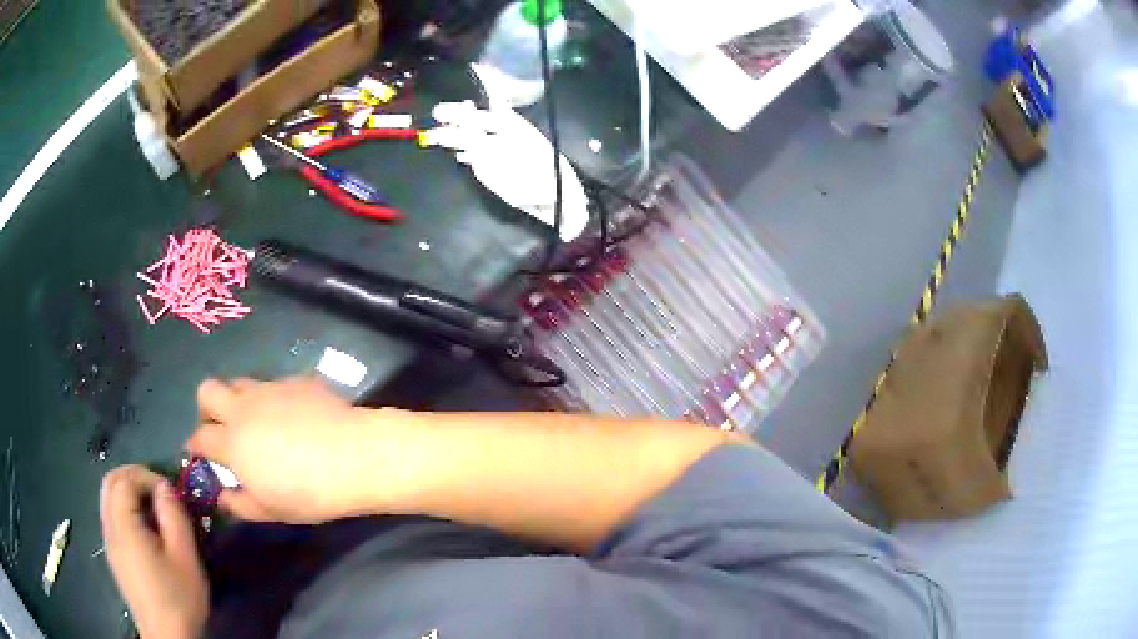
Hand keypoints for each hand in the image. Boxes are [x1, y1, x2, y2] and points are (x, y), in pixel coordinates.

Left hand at [101, 466, 207, 638]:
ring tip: (154, 509)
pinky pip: (112, 517)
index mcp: (123, 526)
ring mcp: (109, 543)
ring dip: (129, 493)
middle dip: (133, 477)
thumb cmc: (178, 598)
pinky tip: (146, 531)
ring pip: (109, 499)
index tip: (169, 492)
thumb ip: (173, 516)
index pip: (124, 480)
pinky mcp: (114, 556)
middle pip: (110, 483)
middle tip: (158, 490)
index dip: (146, 476)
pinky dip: (126, 510)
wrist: (168, 637)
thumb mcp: (185, 558)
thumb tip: (165, 489)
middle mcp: (109, 528)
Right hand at [185, 377, 402, 523]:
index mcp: (231, 441)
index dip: (195, 445)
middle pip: (207, 390)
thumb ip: (239, 504)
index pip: (199, 436)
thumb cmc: (308, 492)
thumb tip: (221, 496)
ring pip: (239, 382)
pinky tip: (292, 417)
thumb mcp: (270, 510)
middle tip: (222, 431)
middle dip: (206, 409)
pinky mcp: (297, 380)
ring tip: (256, 423)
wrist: (355, 456)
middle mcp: (243, 407)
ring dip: (238, 400)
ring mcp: (270, 388)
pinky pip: (274, 384)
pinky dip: (273, 399)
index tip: (198, 454)